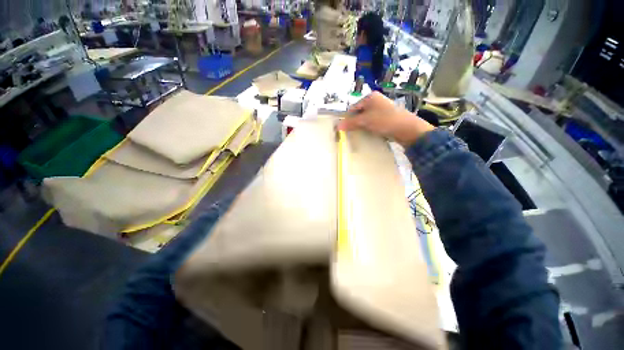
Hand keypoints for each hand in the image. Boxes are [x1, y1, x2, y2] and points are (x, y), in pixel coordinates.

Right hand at [337, 92, 434, 146]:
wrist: (407, 128)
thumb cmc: (384, 120)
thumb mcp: (365, 121)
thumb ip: (351, 123)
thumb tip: (337, 126)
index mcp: (370, 97)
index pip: (353, 107)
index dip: (348, 118)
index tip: (344, 129)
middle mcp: (376, 101)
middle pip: (360, 113)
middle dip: (355, 123)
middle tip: (351, 133)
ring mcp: (382, 110)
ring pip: (367, 119)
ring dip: (362, 127)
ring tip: (360, 135)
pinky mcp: (386, 118)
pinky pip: (374, 123)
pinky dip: (370, 128)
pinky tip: (369, 134)